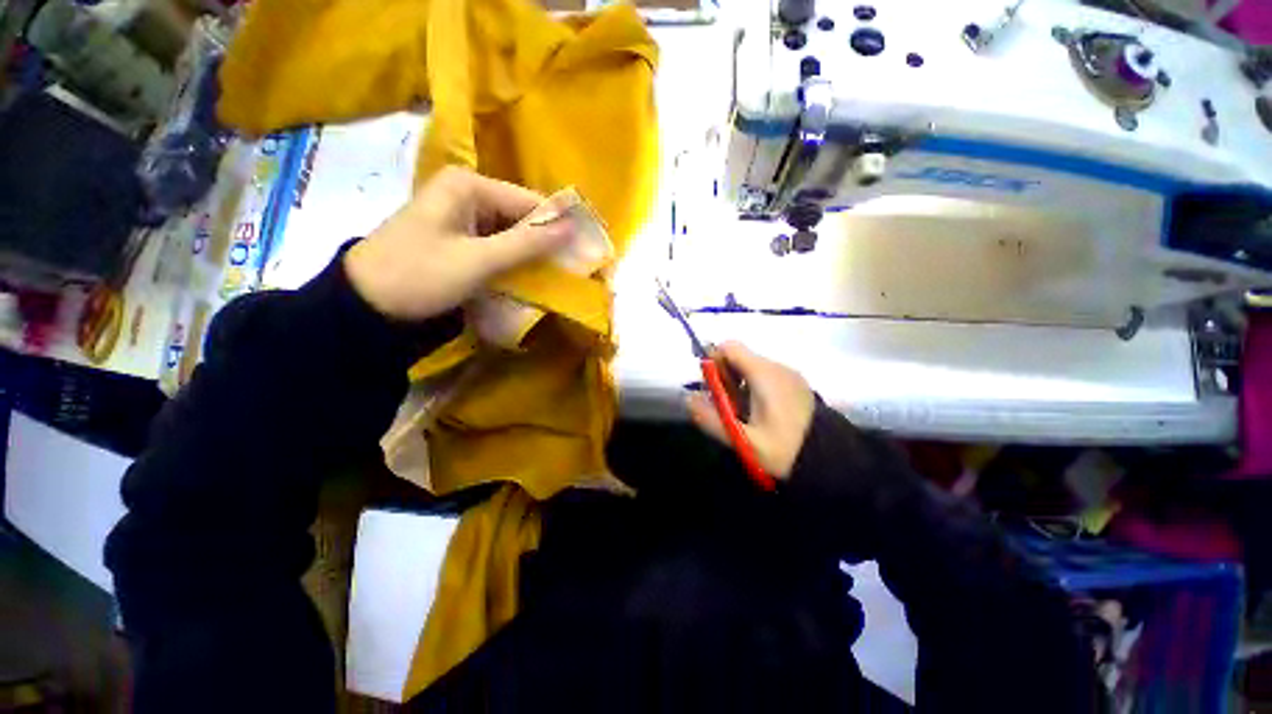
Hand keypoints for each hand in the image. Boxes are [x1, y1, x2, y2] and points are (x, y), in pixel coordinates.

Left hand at [345, 167, 572, 320]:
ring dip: (529, 256)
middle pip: (520, 217)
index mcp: (468, 186)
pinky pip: (496, 246)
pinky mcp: (458, 239)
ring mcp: (460, 217)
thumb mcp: (478, 260)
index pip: (529, 202)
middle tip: (569, 271)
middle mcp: (465, 194)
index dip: (557, 227)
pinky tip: (526, 279)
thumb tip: (572, 227)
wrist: (366, 305)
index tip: (581, 254)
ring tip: (554, 278)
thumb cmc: (421, 275)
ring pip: (510, 233)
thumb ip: (527, 243)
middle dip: (543, 244)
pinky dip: (511, 262)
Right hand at [686, 342, 814, 478]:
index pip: (729, 347)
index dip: (713, 360)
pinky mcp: (796, 384)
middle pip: (739, 356)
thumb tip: (688, 399)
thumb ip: (711, 419)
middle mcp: (777, 367)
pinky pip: (766, 375)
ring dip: (738, 384)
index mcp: (764, 374)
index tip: (711, 387)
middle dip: (725, 376)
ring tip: (742, 413)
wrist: (832, 463)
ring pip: (751, 367)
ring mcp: (789, 375)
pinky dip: (754, 387)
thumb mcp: (743, 441)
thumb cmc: (785, 450)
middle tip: (726, 406)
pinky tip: (759, 413)